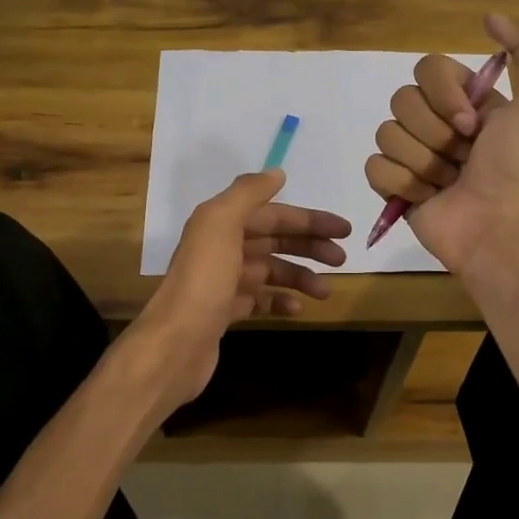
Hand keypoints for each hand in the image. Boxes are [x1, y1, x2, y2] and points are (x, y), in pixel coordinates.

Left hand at [129, 169, 350, 409]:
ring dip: (300, 277)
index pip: (273, 214)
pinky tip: (296, 309)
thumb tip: (277, 174)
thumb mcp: (220, 224)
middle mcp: (221, 248)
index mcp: (220, 224)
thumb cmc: (203, 281)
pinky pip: (260, 300)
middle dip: (309, 246)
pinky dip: (280, 302)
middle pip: (274, 241)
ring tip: (325, 291)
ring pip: (270, 271)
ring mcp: (223, 282)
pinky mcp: (225, 312)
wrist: (175, 344)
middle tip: (341, 259)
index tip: (344, 230)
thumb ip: (247, 194)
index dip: (308, 219)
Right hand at [365, 12, 518, 273]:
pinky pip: (375, 166)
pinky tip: (427, 197)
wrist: (501, 228)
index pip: (427, 69)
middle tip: (462, 157)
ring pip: (386, 133)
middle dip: (434, 132)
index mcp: (467, 102)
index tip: (471, 123)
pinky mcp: (395, 188)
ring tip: (448, 183)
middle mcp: (439, 125)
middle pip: (402, 100)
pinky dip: (401, 182)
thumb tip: (490, 17)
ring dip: (422, 161)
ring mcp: (415, 157)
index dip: (444, 94)